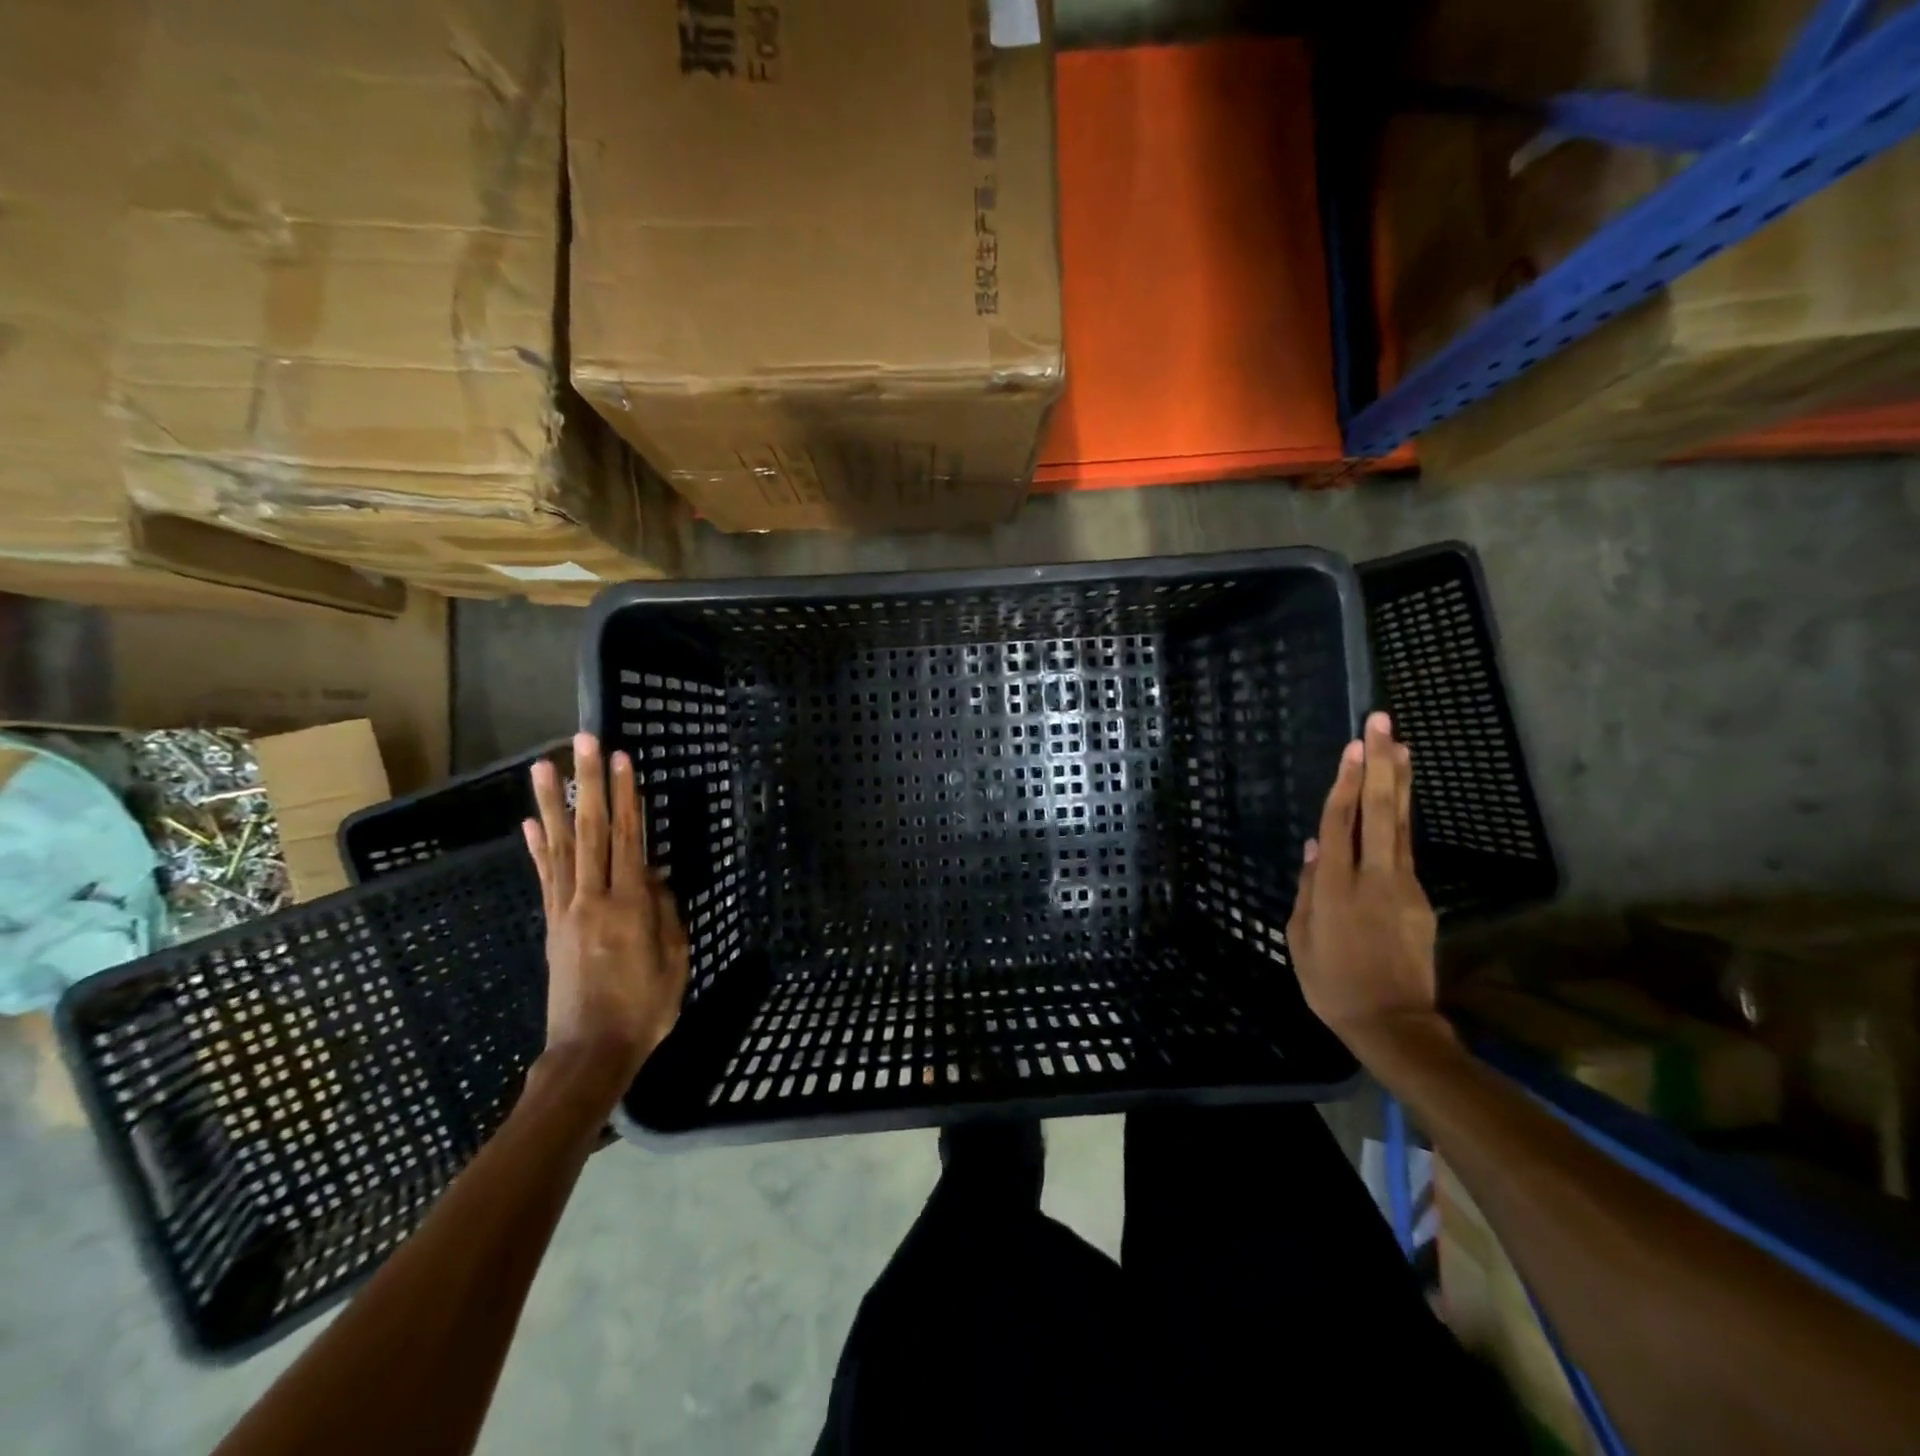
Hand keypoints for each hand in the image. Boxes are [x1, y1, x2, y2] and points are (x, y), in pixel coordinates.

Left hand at [524, 733, 689, 1103]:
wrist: (589, 1052)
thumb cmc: (645, 1009)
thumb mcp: (675, 961)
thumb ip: (666, 913)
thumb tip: (657, 876)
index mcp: (630, 906)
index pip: (628, 839)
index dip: (627, 797)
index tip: (624, 759)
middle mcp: (593, 898)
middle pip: (590, 831)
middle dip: (590, 783)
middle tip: (585, 742)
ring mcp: (566, 910)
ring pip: (559, 846)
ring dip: (552, 803)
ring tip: (545, 766)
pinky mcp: (552, 925)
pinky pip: (545, 878)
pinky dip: (536, 848)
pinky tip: (528, 822)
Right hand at [1286, 712, 1439, 1046]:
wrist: (1392, 1022)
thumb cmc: (1330, 983)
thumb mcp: (1299, 938)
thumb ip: (1307, 889)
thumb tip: (1313, 847)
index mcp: (1335, 887)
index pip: (1340, 823)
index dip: (1346, 783)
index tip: (1355, 746)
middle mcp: (1372, 877)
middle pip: (1379, 812)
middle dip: (1380, 765)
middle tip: (1383, 724)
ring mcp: (1404, 887)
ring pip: (1401, 825)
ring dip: (1400, 783)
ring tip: (1402, 747)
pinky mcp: (1422, 900)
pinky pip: (1407, 851)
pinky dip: (1402, 820)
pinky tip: (1398, 802)